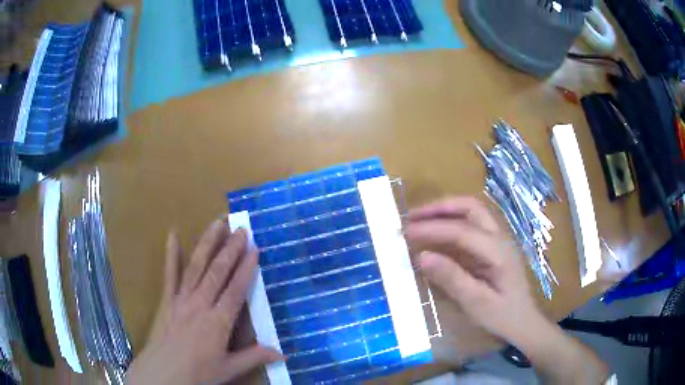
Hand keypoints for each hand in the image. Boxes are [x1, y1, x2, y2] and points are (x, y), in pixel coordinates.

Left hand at [125, 219, 282, 384]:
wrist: (163, 374)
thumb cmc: (198, 373)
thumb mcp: (229, 369)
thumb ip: (255, 358)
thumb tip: (285, 356)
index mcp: (218, 322)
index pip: (236, 290)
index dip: (246, 269)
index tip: (255, 250)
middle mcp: (200, 305)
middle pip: (217, 272)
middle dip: (230, 250)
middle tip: (240, 229)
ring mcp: (181, 299)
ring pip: (196, 267)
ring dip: (207, 244)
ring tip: (217, 224)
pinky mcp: (167, 300)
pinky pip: (169, 275)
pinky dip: (171, 255)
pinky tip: (172, 235)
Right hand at [405, 197, 607, 383]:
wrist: (524, 322)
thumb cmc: (502, 316)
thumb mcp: (476, 303)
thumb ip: (452, 279)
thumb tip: (422, 256)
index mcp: (498, 251)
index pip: (461, 231)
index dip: (432, 229)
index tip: (405, 232)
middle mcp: (500, 237)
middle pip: (470, 207)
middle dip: (440, 208)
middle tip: (412, 216)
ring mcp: (498, 239)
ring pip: (472, 212)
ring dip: (445, 211)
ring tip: (419, 220)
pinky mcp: (493, 246)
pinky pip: (471, 225)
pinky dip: (451, 223)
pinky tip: (437, 233)